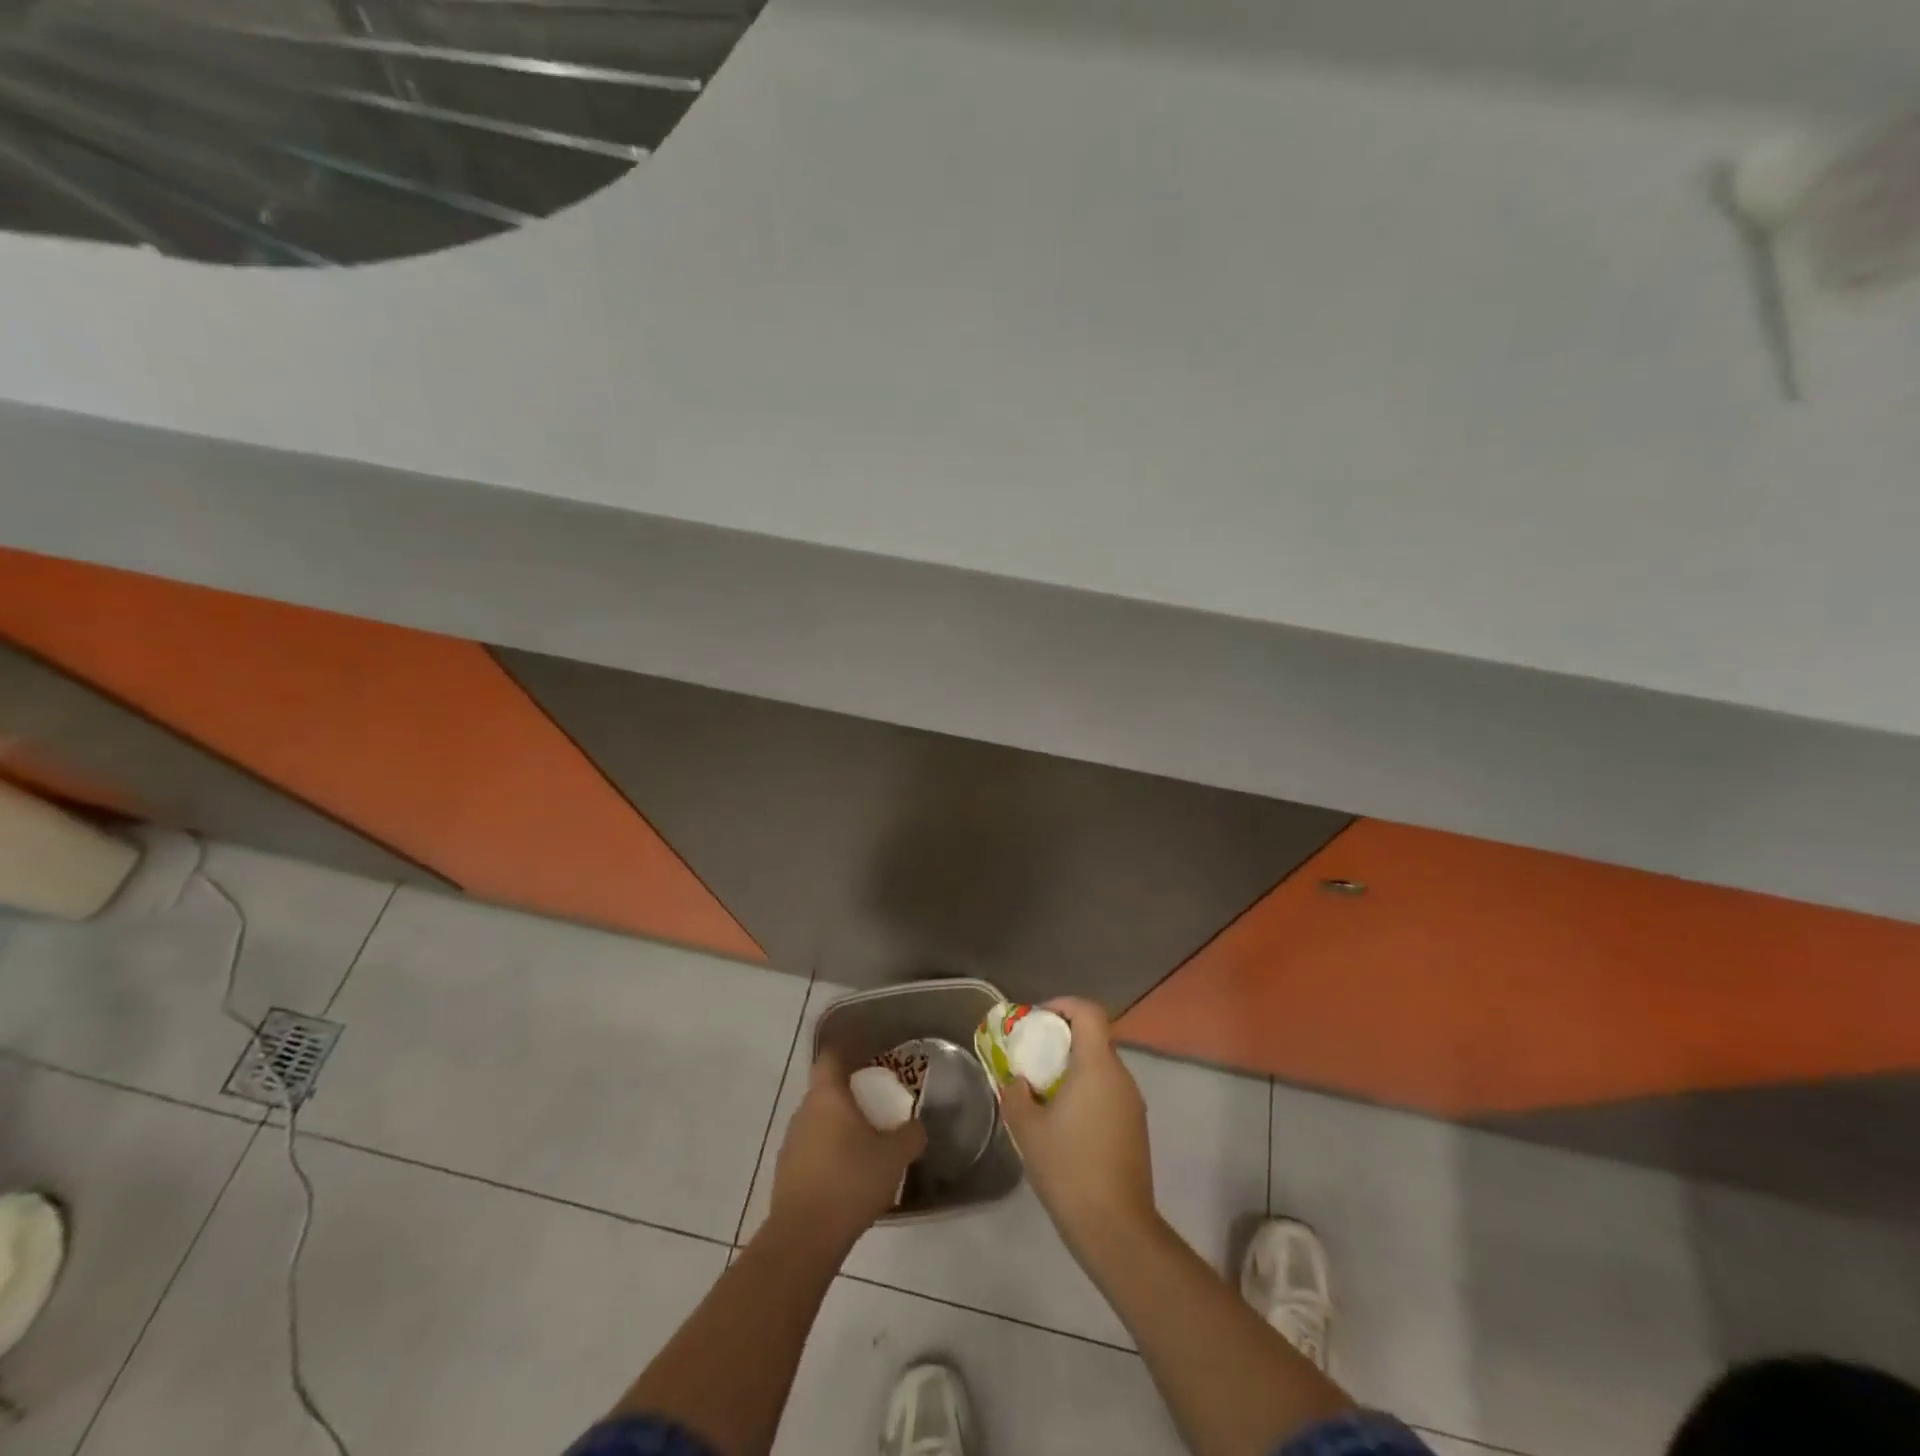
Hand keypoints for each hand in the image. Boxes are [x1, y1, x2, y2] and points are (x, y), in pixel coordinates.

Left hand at [768, 1051, 926, 1249]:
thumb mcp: (894, 1157)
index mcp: (827, 1096)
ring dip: (838, 1128)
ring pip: (817, 1123)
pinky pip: (811, 1151)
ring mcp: (790, 1143)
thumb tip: (916, 1127)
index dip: (846, 1050)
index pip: (831, 1057)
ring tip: (864, 1146)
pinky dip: (828, 1155)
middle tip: (875, 1107)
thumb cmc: (850, 1181)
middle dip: (849, 1095)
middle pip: (825, 1091)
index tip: (865, 1055)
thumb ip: (911, 1135)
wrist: (804, 1237)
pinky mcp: (785, 1174)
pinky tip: (846, 1178)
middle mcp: (803, 1112)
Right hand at [999, 998, 1157, 1258]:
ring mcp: (1133, 1103)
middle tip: (1033, 1057)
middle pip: (1095, 1038)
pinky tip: (1065, 1122)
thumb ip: (1017, 1095)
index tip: (1037, 1018)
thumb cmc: (1068, 1168)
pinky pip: (1109, 1092)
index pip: (1088, 1012)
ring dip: (1074, 1068)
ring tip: (1044, 1092)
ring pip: (1102, 1068)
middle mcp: (1121, 1076)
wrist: (1116, 1228)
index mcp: (1097, 1066)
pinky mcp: (1136, 1128)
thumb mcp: (1027, 1129)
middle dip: (1063, 1040)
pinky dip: (1087, 1091)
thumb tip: (1018, 1081)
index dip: (1063, 1005)